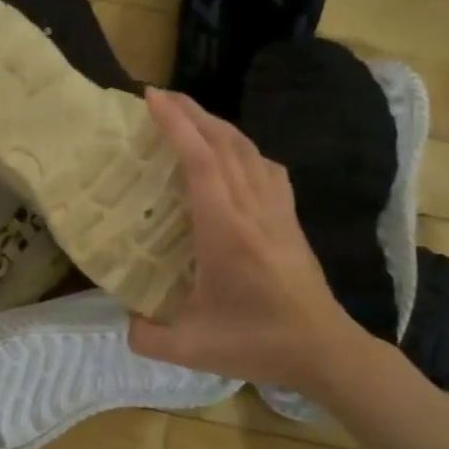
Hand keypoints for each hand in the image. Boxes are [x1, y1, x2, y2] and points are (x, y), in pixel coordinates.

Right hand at [129, 89, 368, 389]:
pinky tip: (235, 156)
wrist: (323, 351)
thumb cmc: (256, 344)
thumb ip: (146, 335)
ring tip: (191, 118)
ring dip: (219, 126)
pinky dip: (245, 150)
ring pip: (250, 151)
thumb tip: (125, 317)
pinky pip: (268, 170)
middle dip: (193, 113)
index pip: (202, 163)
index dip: (177, 125)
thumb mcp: (189, 348)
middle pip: (226, 144)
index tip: (152, 98)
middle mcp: (254, 210)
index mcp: (226, 232)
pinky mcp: (290, 221)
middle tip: (162, 97)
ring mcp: (277, 212)